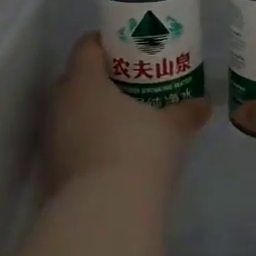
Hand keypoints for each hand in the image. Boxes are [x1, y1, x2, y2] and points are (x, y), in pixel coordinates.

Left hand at [45, 33, 209, 192]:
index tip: (131, 49)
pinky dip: (89, 141)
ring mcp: (52, 137)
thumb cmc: (138, 151)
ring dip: (94, 112)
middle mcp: (60, 102)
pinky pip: (72, 141)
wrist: (104, 213)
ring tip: (126, 120)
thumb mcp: (172, 128)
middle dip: (103, 79)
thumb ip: (186, 111)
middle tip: (134, 85)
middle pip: (78, 78)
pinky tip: (114, 154)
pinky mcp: (53, 168)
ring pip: (72, 112)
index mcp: (84, 80)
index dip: (108, 43)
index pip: (87, 46)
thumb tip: (204, 103)